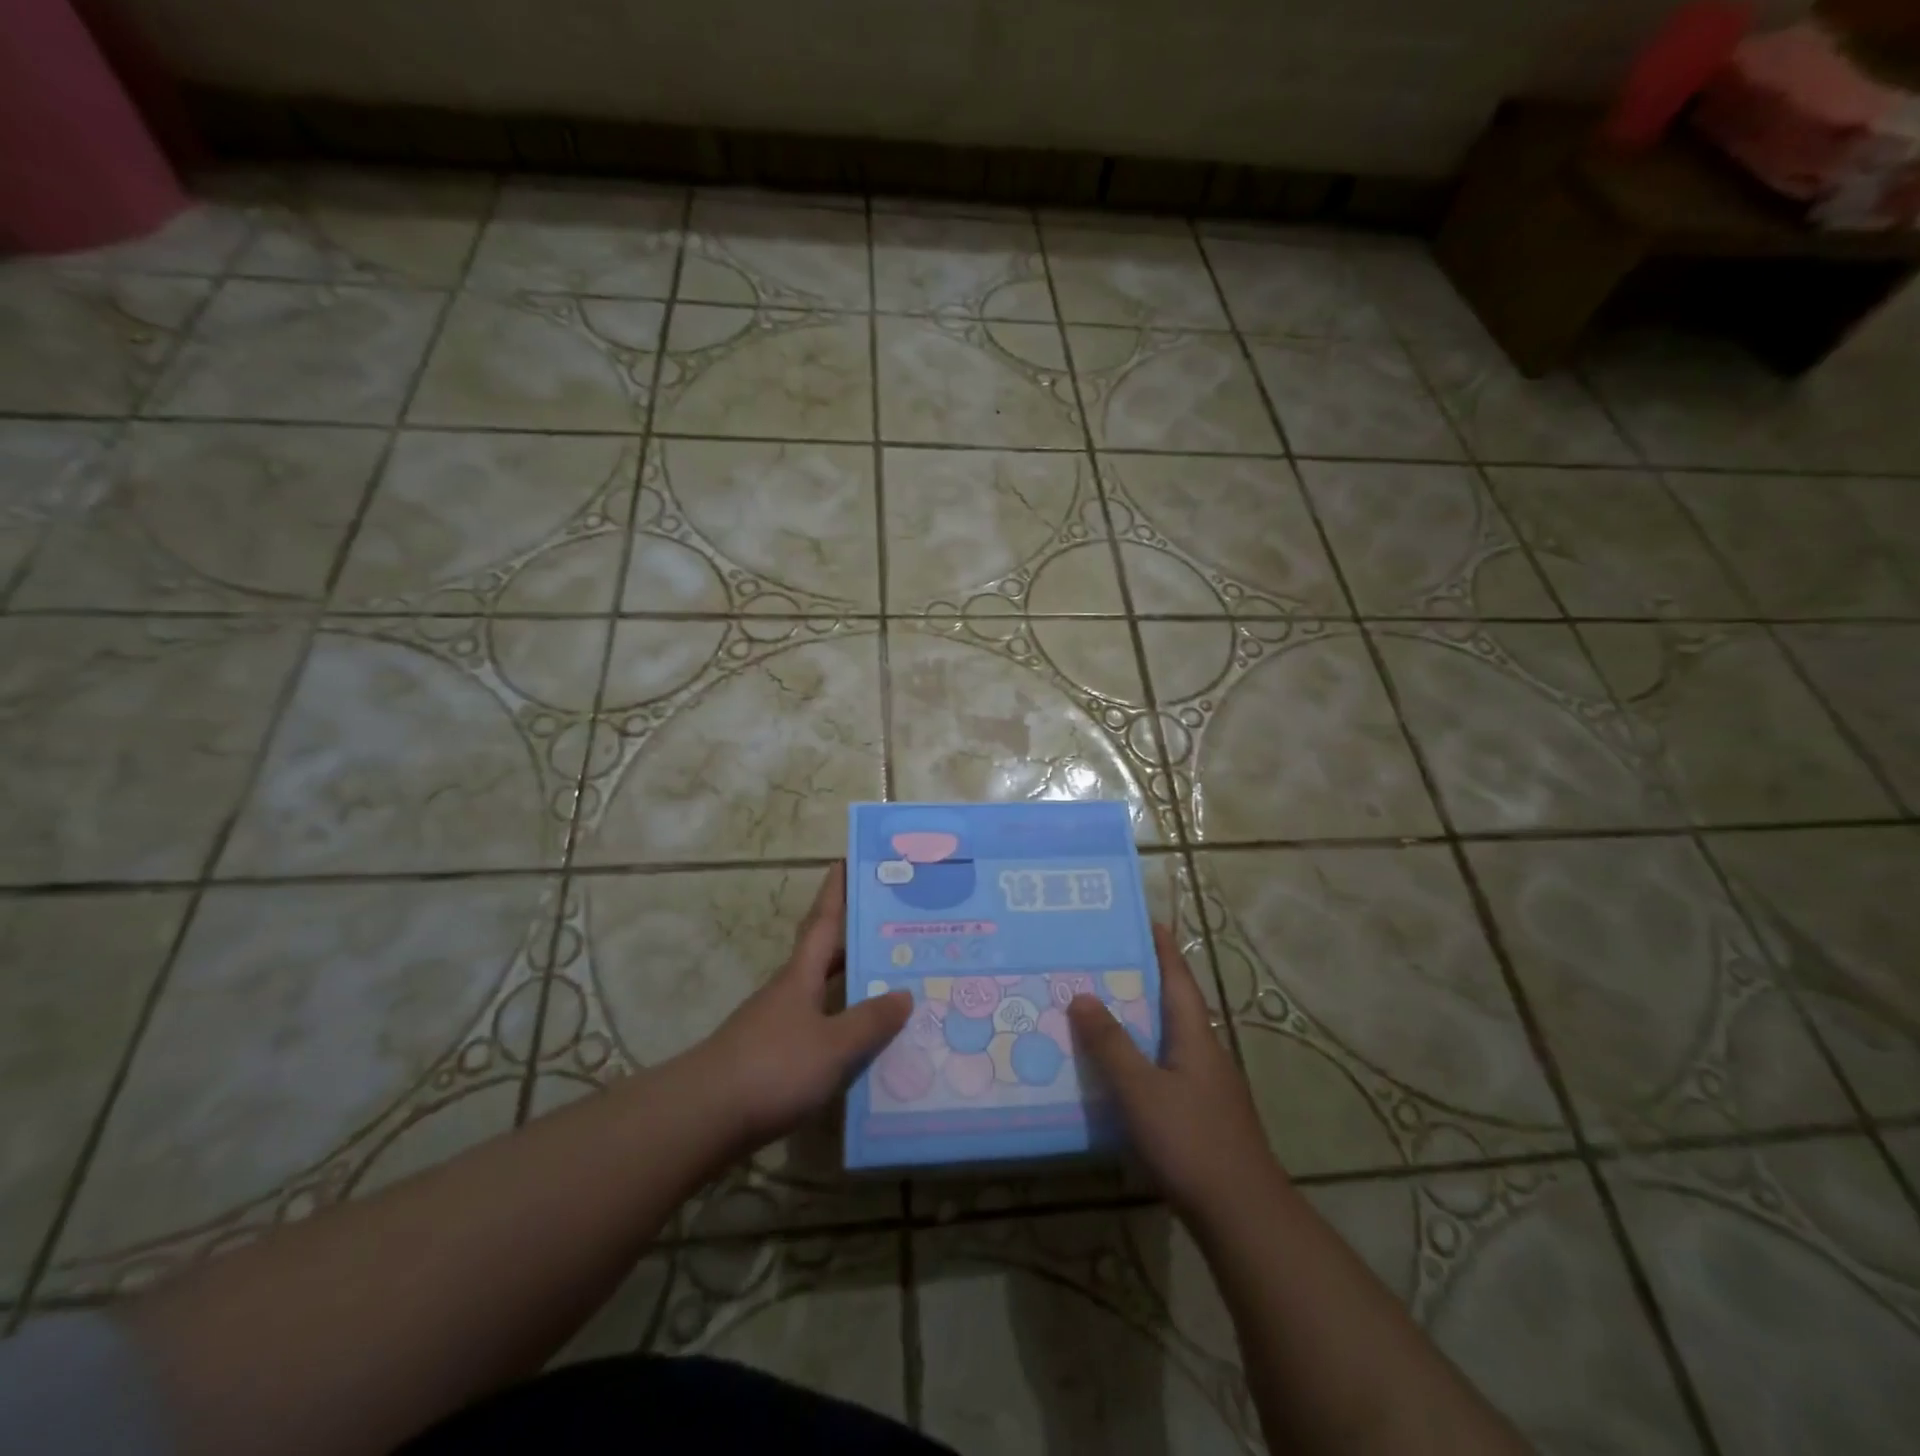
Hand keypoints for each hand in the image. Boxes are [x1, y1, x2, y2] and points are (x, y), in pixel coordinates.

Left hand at [694, 862, 911, 1150]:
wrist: (704, 1117)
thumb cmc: (773, 1067)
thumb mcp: (833, 1045)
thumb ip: (869, 1021)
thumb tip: (904, 994)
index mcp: (800, 975)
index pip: (823, 922)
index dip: (835, 891)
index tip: (846, 861)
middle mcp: (789, 992)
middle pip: (824, 955)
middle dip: (854, 938)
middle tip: (893, 927)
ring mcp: (778, 1024)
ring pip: (823, 993)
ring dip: (852, 985)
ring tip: (891, 984)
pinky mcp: (773, 1056)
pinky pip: (819, 1027)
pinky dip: (842, 1024)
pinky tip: (863, 1043)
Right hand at [1068, 925, 1279, 1220]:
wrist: (1244, 1216)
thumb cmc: (1192, 1142)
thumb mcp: (1142, 1091)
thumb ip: (1111, 1044)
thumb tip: (1082, 995)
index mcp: (1195, 1037)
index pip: (1178, 979)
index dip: (1163, 948)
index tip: (1148, 920)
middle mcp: (1205, 1053)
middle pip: (1175, 1005)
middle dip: (1146, 981)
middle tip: (1106, 962)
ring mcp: (1209, 1087)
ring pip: (1171, 1039)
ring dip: (1142, 1021)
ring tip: (1104, 1010)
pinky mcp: (1204, 1115)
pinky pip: (1168, 1069)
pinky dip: (1144, 1057)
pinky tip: (1122, 1073)